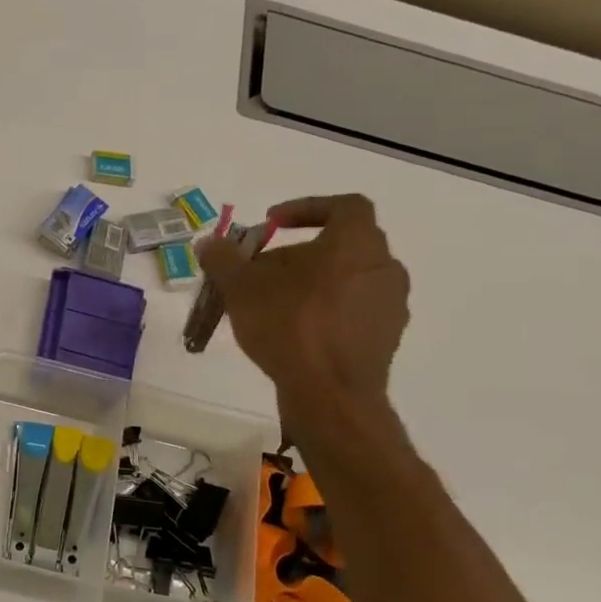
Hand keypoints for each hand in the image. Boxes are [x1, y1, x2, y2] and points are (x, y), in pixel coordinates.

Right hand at [197, 194, 409, 424]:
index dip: (307, 208)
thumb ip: (223, 258)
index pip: (344, 206)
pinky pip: (351, 310)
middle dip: (296, 254)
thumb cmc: (289, 326)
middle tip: (259, 272)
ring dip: (309, 284)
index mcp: (356, 244)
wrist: (331, 395)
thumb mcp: (241, 287)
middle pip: (339, 247)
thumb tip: (210, 243)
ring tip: (270, 304)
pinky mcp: (385, 338)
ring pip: (345, 280)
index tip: (272, 224)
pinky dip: (323, 311)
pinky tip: (291, 332)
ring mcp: (389, 305)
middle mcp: (383, 267)